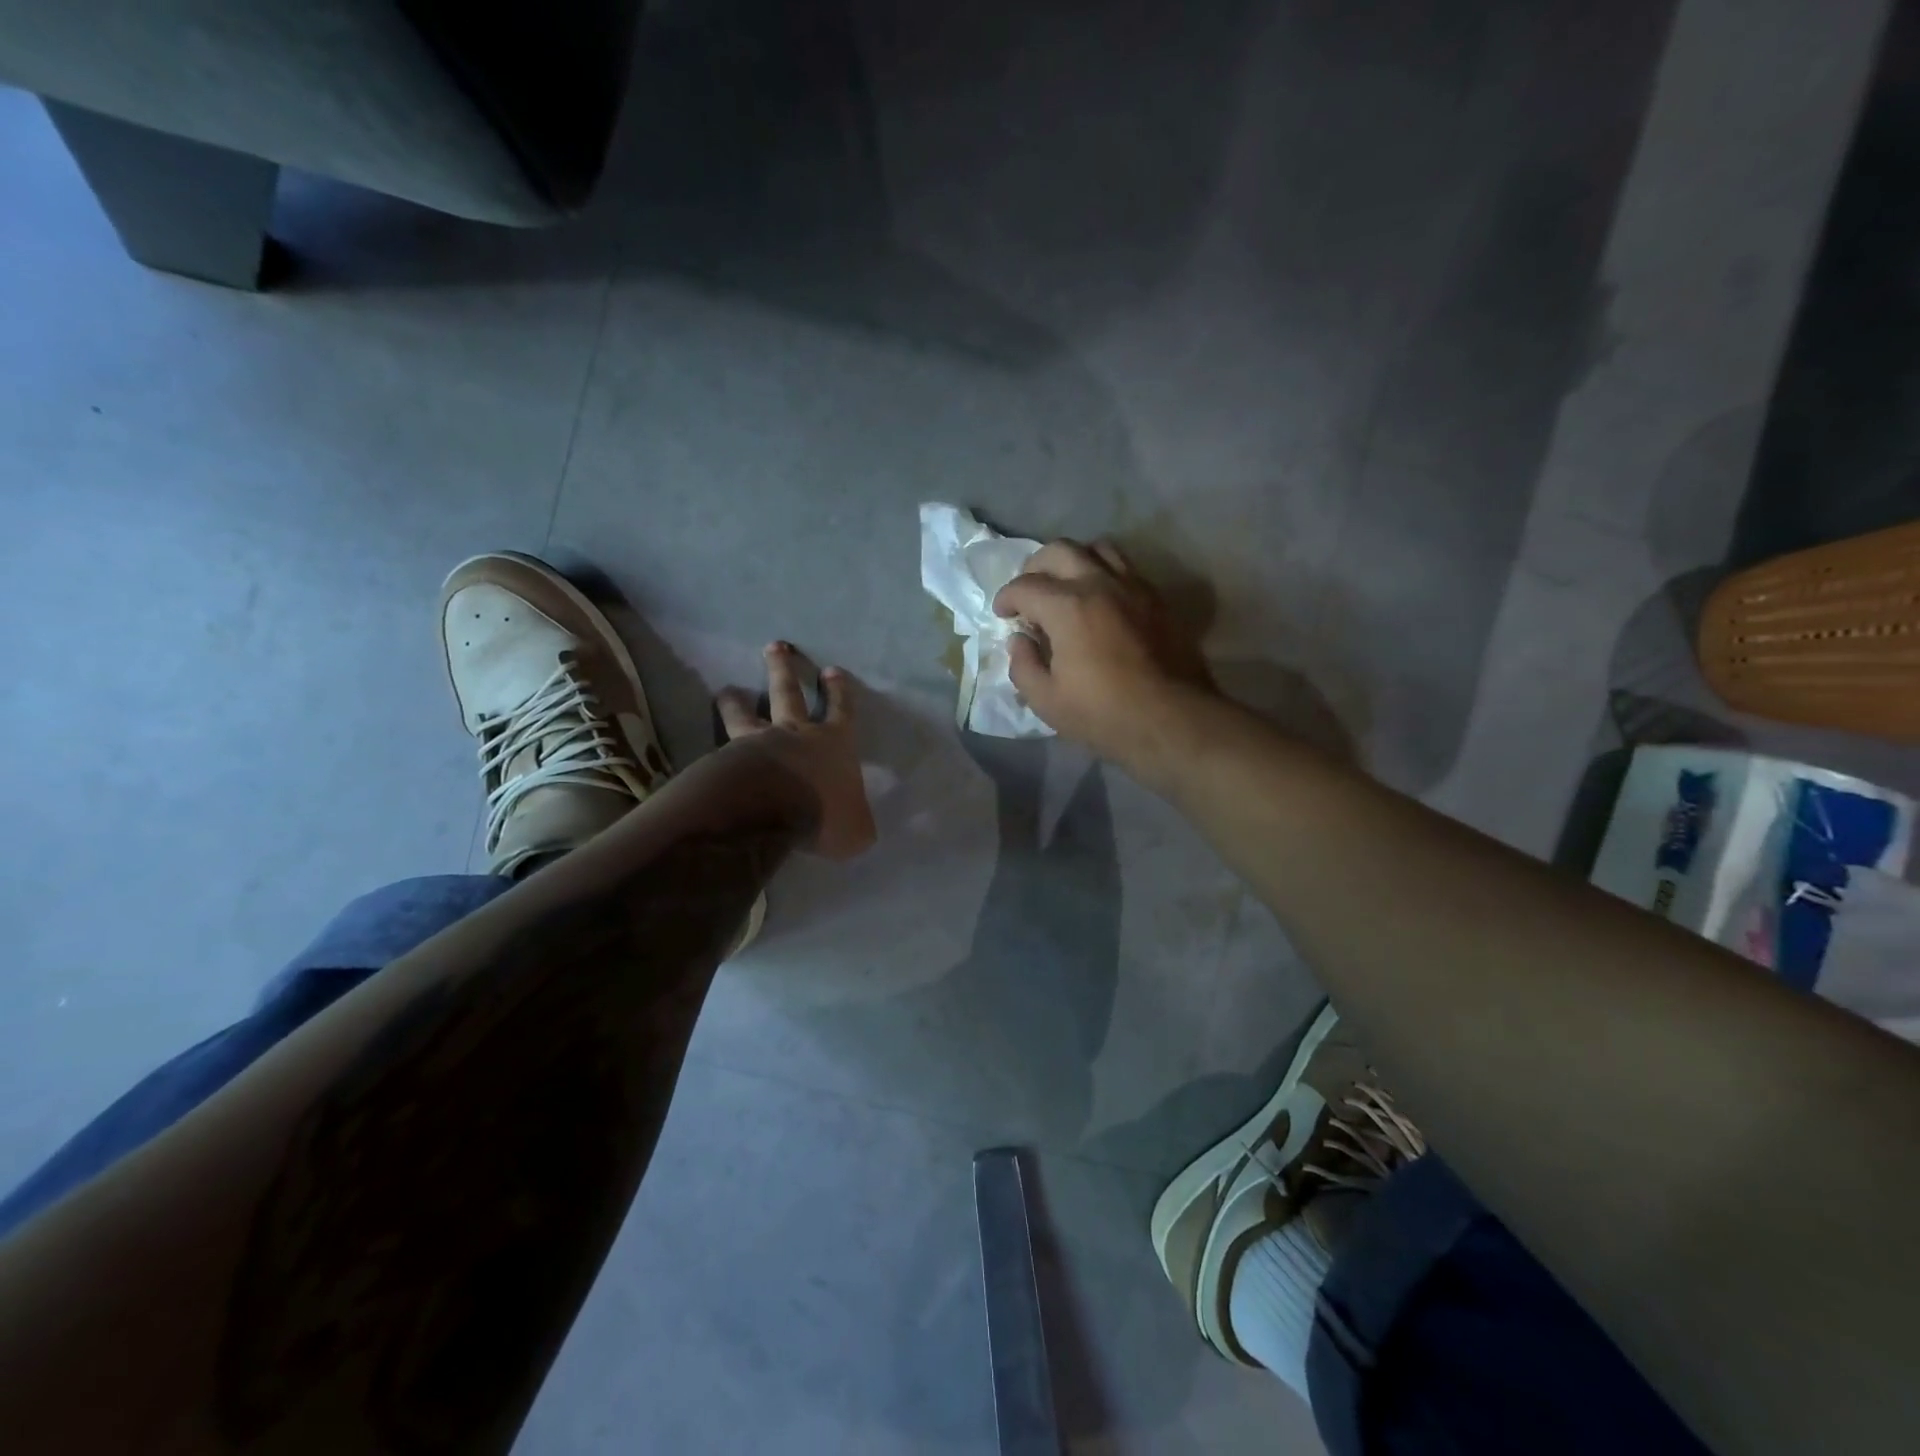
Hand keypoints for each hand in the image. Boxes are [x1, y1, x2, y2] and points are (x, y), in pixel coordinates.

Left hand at [716, 643, 876, 859]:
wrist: (770, 810)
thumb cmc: (824, 814)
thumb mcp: (857, 830)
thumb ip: (857, 824)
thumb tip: (859, 828)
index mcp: (834, 743)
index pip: (842, 710)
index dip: (839, 692)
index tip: (832, 671)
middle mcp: (796, 733)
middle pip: (789, 692)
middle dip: (784, 668)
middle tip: (775, 646)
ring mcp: (757, 741)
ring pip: (745, 712)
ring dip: (736, 699)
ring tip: (726, 690)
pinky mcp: (727, 757)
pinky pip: (719, 745)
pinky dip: (713, 740)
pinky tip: (703, 748)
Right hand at [992, 539, 1219, 774]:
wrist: (1173, 720)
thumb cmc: (1103, 714)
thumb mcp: (1047, 701)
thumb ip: (1023, 665)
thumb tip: (1019, 641)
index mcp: (1068, 607)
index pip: (1025, 586)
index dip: (1006, 598)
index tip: (1003, 615)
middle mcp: (1100, 583)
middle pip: (1059, 551)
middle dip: (1035, 568)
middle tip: (1029, 594)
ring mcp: (1134, 587)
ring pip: (1098, 548)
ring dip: (1074, 561)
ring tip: (1067, 586)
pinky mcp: (1158, 599)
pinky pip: (1126, 568)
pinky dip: (1104, 573)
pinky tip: (1101, 601)